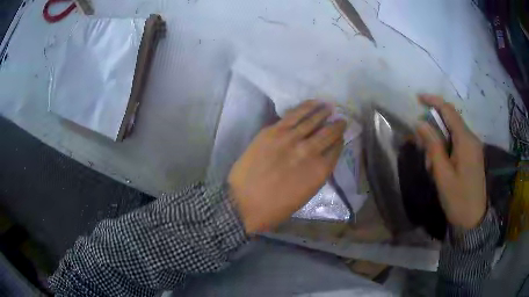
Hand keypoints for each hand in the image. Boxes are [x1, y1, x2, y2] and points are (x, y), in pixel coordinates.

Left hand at [228, 100, 345, 233]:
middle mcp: (310, 151)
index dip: (339, 141)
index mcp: (320, 171)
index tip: (340, 136)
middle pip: (329, 132)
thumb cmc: (274, 208)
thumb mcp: (305, 195)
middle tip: (341, 120)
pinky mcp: (273, 131)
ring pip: (313, 119)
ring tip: (329, 107)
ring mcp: (291, 138)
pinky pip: (294, 115)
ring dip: (324, 112)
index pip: (336, 149)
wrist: (243, 203)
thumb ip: (316, 173)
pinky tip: (313, 104)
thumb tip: (321, 157)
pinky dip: (306, 107)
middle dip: (337, 125)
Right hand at [416, 94, 486, 229]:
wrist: (473, 220)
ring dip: (439, 140)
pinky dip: (446, 147)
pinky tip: (441, 164)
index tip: (418, 98)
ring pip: (454, 133)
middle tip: (421, 145)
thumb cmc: (458, 199)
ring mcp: (474, 148)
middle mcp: (472, 139)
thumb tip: (420, 123)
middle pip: (451, 121)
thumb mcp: (443, 175)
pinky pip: (458, 143)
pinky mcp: (473, 156)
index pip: (449, 111)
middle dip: (434, 126)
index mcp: (466, 141)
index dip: (434, 101)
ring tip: (431, 163)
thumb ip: (433, 146)